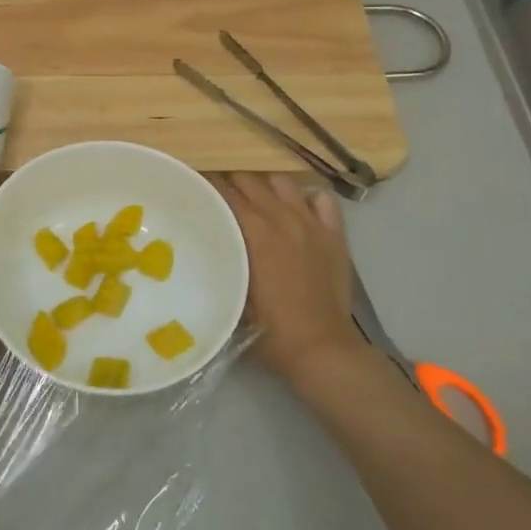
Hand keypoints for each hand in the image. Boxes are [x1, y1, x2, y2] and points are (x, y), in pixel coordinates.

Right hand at [214, 173, 375, 395]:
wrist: (320, 348)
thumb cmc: (268, 329)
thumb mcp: (231, 293)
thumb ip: (220, 260)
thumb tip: (204, 241)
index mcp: (254, 232)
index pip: (224, 192)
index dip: (207, 187)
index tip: (196, 191)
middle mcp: (282, 217)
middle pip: (251, 181)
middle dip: (232, 184)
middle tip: (221, 199)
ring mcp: (312, 223)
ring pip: (283, 183)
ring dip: (266, 187)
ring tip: (258, 201)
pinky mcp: (335, 235)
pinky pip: (321, 199)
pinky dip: (306, 199)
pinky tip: (298, 211)